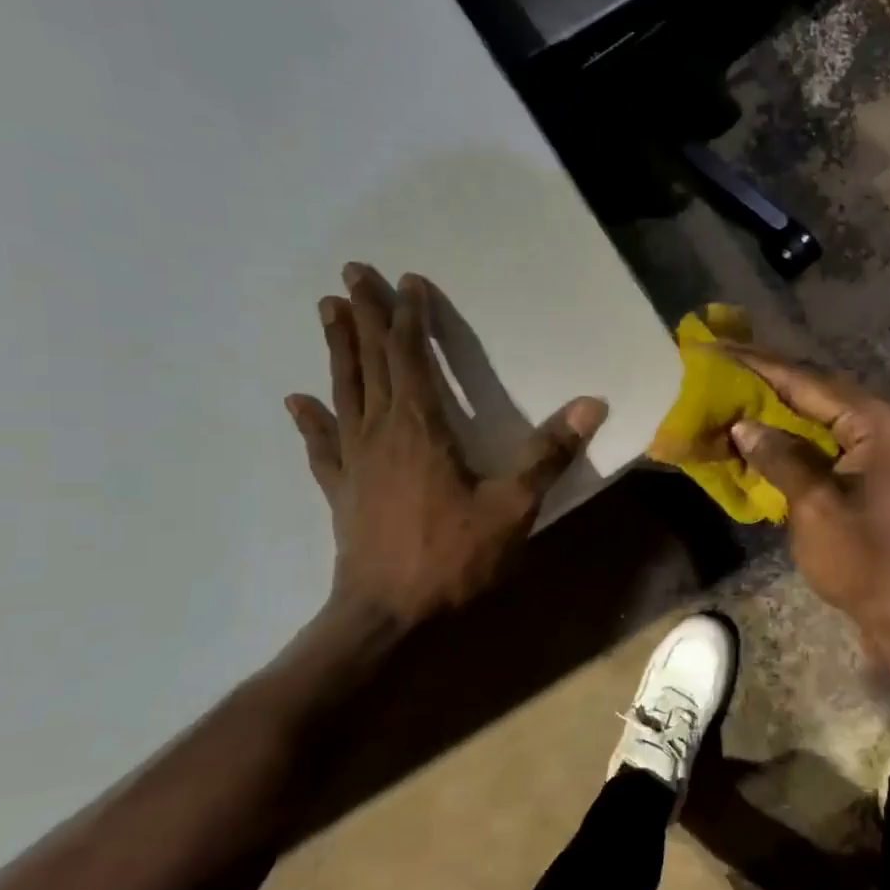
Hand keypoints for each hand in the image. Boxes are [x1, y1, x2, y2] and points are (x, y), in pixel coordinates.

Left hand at [285, 263, 606, 630]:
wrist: (389, 615)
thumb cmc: (454, 558)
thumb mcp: (513, 507)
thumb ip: (549, 454)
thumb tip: (591, 405)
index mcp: (421, 427)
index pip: (411, 357)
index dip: (409, 317)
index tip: (406, 281)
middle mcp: (381, 432)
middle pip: (370, 362)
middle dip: (363, 316)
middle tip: (350, 273)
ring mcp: (354, 460)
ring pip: (344, 391)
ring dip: (337, 349)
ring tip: (325, 310)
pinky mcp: (342, 489)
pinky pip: (323, 446)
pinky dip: (311, 420)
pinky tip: (297, 401)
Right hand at [719, 345, 889, 641]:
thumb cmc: (868, 564)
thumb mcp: (815, 508)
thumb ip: (781, 458)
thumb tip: (744, 424)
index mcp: (885, 423)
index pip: (812, 384)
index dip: (761, 367)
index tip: (720, 348)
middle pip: (826, 392)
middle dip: (774, 382)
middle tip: (726, 367)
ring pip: (834, 414)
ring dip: (790, 409)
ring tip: (743, 393)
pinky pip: (845, 438)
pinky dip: (809, 435)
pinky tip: (778, 433)